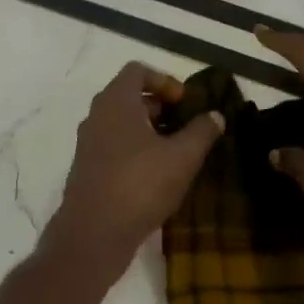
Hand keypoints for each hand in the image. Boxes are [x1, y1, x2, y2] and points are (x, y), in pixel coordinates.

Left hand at [46, 62, 224, 274]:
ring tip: (175, 152)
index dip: (164, 80)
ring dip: (147, 130)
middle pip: (128, 96)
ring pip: (120, 124)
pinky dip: (134, 150)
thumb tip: (216, 115)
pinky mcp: (87, 170)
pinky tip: (155, 175)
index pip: (137, 70)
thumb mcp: (183, 157)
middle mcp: (96, 117)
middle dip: (159, 106)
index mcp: (116, 102)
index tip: (185, 102)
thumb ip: (202, 131)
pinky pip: (113, 147)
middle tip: (184, 125)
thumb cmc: (140, 185)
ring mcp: (88, 144)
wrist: (94, 233)